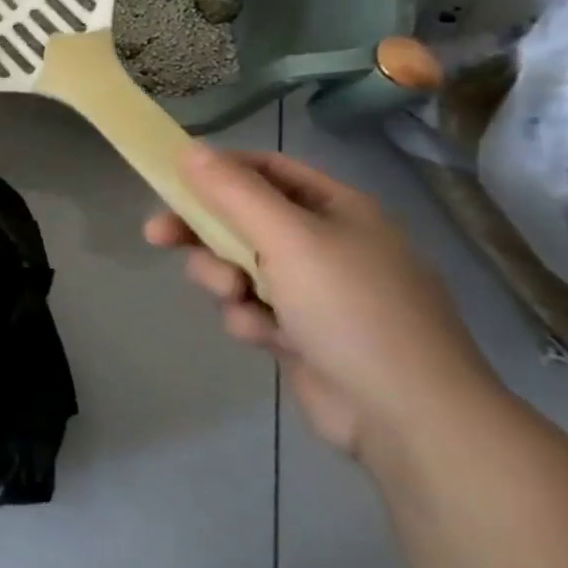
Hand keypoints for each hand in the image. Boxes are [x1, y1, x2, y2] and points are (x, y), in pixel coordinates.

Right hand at [144, 146, 501, 463]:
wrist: (410, 419)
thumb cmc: (352, 309)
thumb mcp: (288, 239)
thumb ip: (233, 192)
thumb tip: (189, 148)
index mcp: (336, 209)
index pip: (266, 169)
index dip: (218, 170)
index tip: (172, 181)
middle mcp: (326, 243)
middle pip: (242, 219)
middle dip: (203, 231)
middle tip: (158, 236)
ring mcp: (315, 291)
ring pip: (238, 265)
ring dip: (224, 279)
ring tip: (237, 299)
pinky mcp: (301, 333)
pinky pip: (252, 308)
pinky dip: (249, 319)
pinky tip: (266, 338)